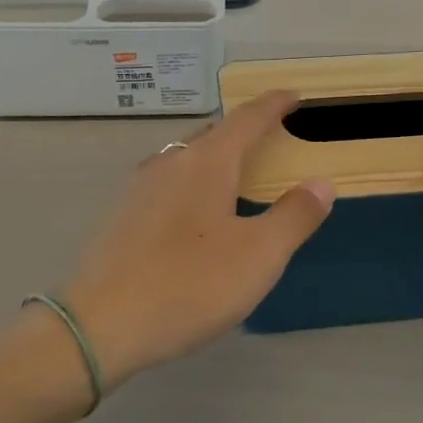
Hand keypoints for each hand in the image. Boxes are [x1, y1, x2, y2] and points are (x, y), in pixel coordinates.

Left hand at [58, 92, 334, 385]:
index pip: (248, 118)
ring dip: (218, 157)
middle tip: (274, 138)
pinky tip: (199, 212)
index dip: (274, 105)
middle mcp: (171, 162)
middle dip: (246, 130)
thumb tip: (321, 183)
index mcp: (207, 162)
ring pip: (188, 158)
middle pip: (215, 134)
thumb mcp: (259, 255)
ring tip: (240, 173)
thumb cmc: (190, 284)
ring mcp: (141, 188)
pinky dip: (196, 182)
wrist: (101, 326)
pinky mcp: (124, 215)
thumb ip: (295, 216)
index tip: (294, 96)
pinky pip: (170, 182)